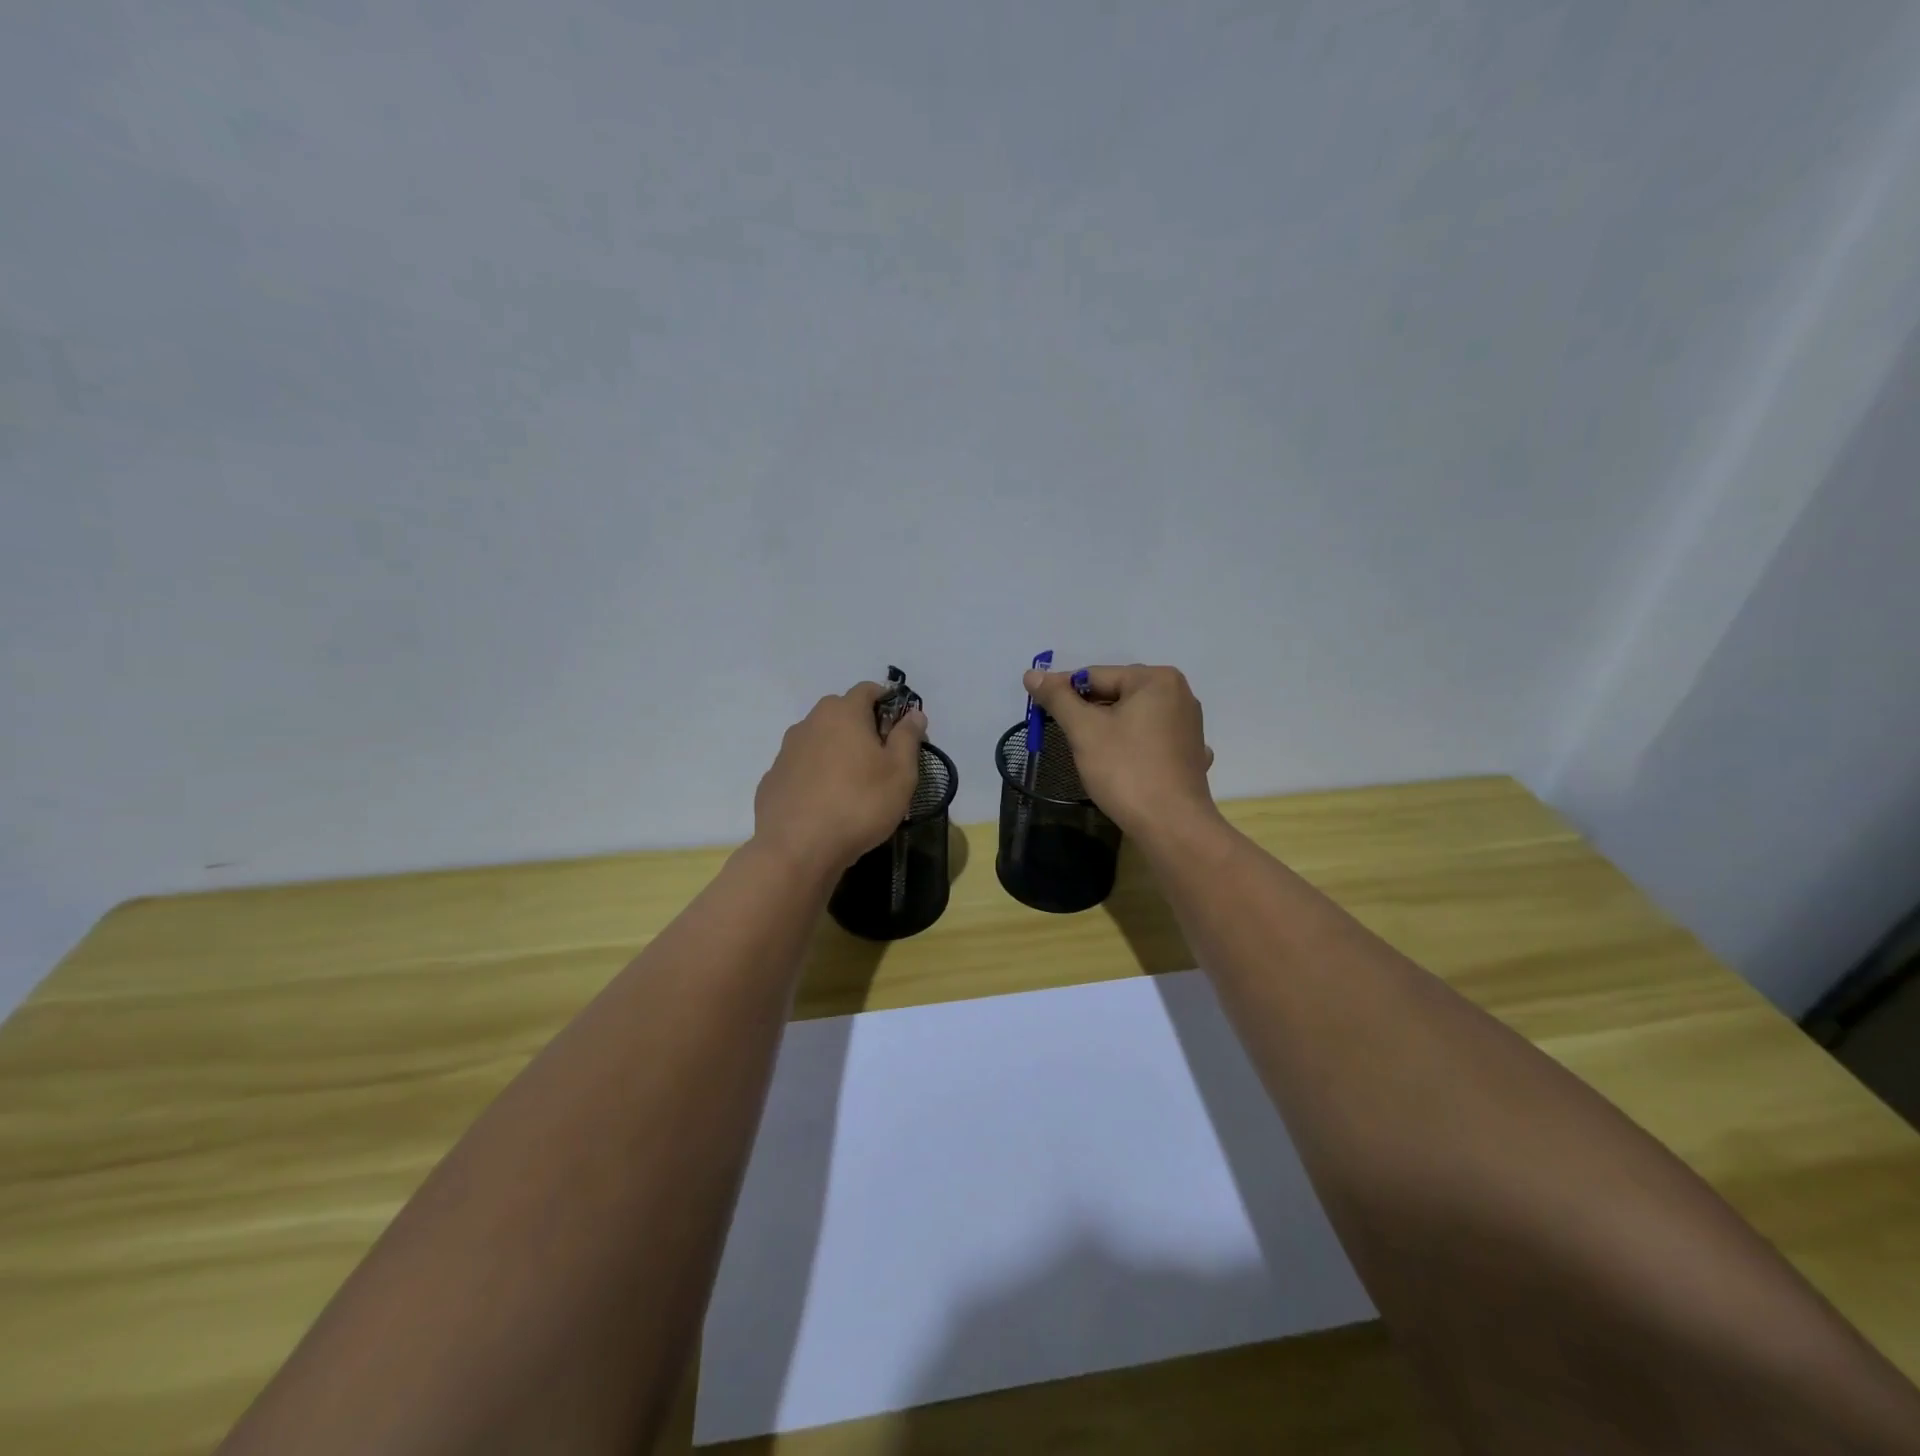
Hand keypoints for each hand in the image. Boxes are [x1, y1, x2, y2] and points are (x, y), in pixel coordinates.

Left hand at [753, 683, 927, 872]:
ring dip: (837, 751)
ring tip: (853, 785)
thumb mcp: (900, 773)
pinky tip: (826, 803)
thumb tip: (913, 714)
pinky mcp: (773, 779)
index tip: (901, 728)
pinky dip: (816, 775)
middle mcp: (810, 722)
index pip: (868, 689)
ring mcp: (786, 751)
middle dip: (862, 727)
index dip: (888, 702)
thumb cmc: (859, 804)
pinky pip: (802, 767)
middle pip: (841, 712)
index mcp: (843, 713)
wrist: (796, 849)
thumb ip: (908, 738)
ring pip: (819, 740)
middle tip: (881, 759)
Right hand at [1023, 664, 1216, 839]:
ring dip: (1108, 729)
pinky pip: (1151, 739)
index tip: (1039, 709)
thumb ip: (1058, 698)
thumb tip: (1032, 674)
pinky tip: (1121, 763)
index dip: (1063, 692)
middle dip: (1088, 712)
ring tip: (1088, 751)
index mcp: (1156, 679)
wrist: (1171, 825)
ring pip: (1133, 718)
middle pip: (1117, 694)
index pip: (1096, 675)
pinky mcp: (1189, 754)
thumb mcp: (1084, 730)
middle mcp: (1179, 694)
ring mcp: (1188, 725)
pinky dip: (1132, 746)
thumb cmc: (1126, 770)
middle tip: (1062, 733)